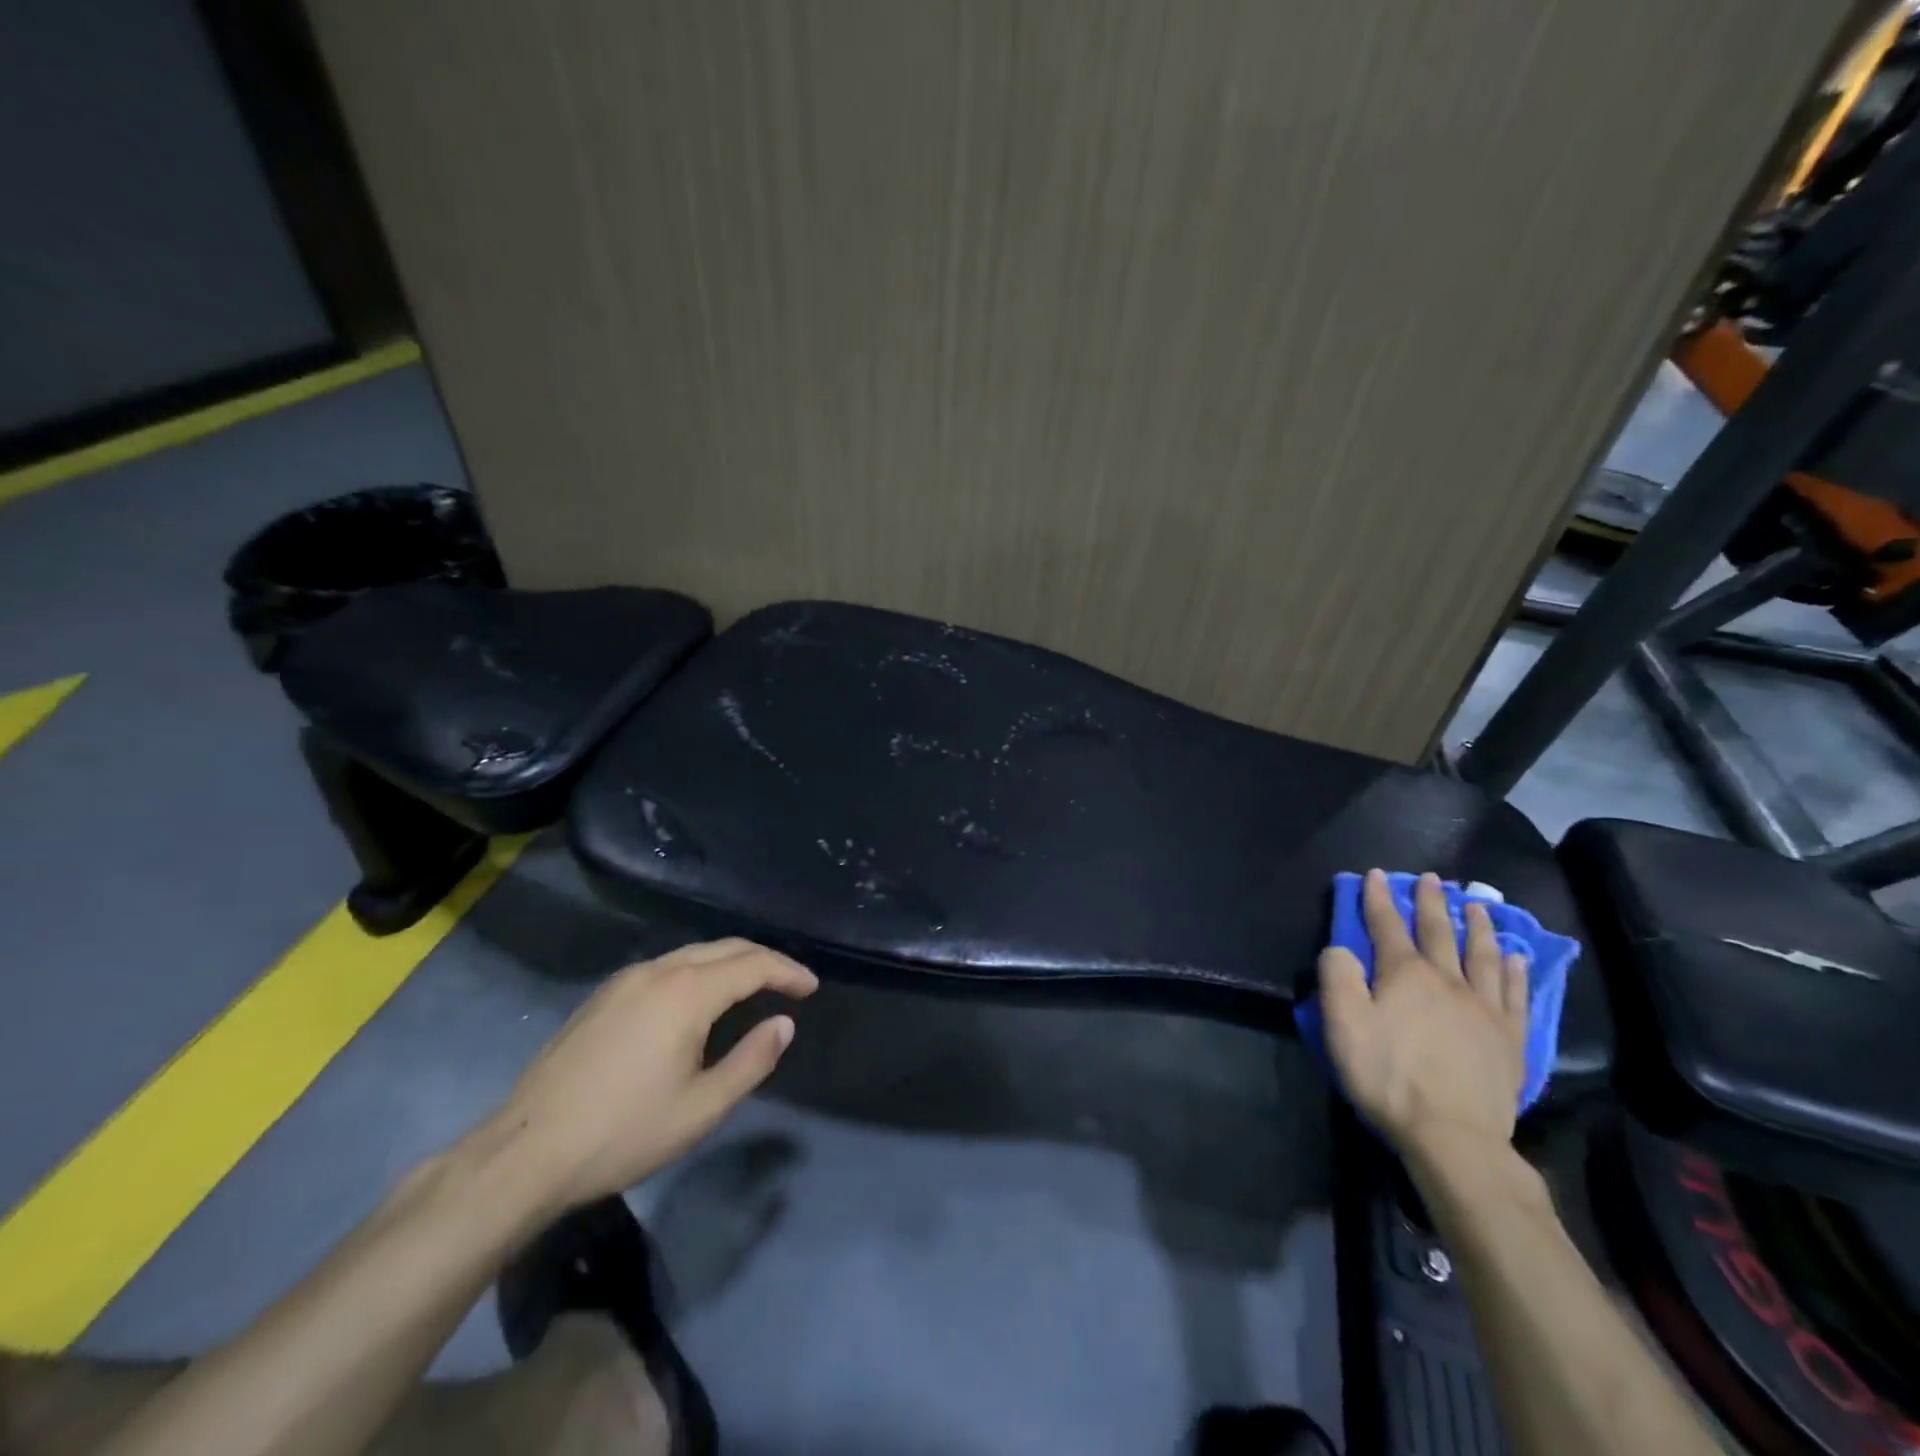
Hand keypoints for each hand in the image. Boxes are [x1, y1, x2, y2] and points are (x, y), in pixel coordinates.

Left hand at [483, 938, 817, 1216]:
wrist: (524, 1153)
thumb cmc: (623, 1133)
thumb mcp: (702, 1108)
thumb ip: (751, 1061)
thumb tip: (783, 1024)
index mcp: (687, 992)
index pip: (753, 964)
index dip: (788, 972)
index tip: (811, 988)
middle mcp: (658, 970)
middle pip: (725, 948)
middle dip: (764, 959)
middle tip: (790, 982)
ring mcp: (624, 980)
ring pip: (692, 953)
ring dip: (730, 962)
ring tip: (752, 987)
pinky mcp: (602, 996)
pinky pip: (665, 967)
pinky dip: (698, 971)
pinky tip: (698, 1000)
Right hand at [1317, 870, 1528, 1164]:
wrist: (1453, 1135)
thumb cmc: (1388, 1075)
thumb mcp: (1342, 1024)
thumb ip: (1337, 976)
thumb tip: (1341, 948)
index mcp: (1404, 974)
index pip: (1387, 925)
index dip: (1379, 898)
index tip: (1376, 874)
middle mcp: (1448, 980)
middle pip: (1439, 932)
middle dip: (1431, 903)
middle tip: (1432, 879)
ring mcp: (1485, 1009)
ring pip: (1483, 956)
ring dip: (1477, 927)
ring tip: (1477, 906)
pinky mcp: (1511, 1039)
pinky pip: (1516, 994)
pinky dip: (1515, 971)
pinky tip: (1515, 957)